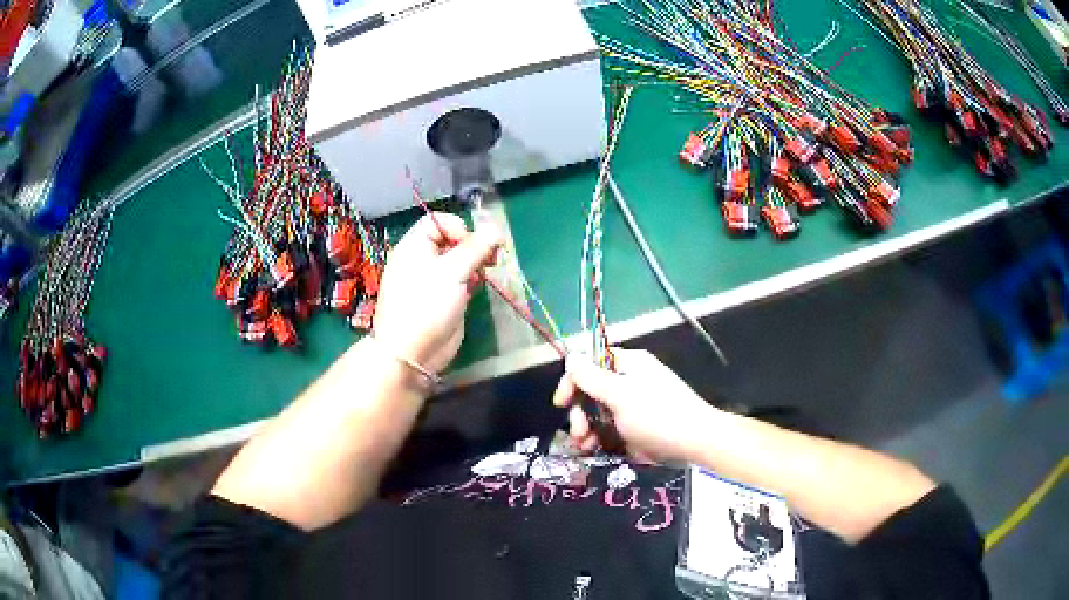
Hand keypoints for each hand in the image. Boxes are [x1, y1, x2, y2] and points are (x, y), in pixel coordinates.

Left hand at [373, 213, 500, 376]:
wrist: (412, 353)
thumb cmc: (426, 306)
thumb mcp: (452, 272)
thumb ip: (475, 249)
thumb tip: (496, 230)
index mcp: (415, 247)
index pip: (438, 222)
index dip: (458, 228)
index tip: (473, 244)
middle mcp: (423, 260)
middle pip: (452, 240)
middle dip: (473, 245)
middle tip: (490, 257)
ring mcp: (434, 280)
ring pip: (460, 260)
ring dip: (476, 262)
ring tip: (488, 270)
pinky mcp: (445, 298)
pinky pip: (462, 280)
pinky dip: (473, 279)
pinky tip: (479, 286)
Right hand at [552, 348, 718, 462]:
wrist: (695, 444)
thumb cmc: (657, 415)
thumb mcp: (620, 395)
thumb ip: (591, 377)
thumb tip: (570, 354)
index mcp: (629, 365)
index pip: (591, 363)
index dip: (573, 380)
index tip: (561, 403)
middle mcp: (630, 382)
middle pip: (592, 391)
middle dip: (579, 412)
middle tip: (578, 432)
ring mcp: (633, 407)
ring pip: (598, 414)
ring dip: (586, 429)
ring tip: (585, 446)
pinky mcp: (636, 429)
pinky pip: (609, 430)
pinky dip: (599, 439)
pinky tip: (593, 451)